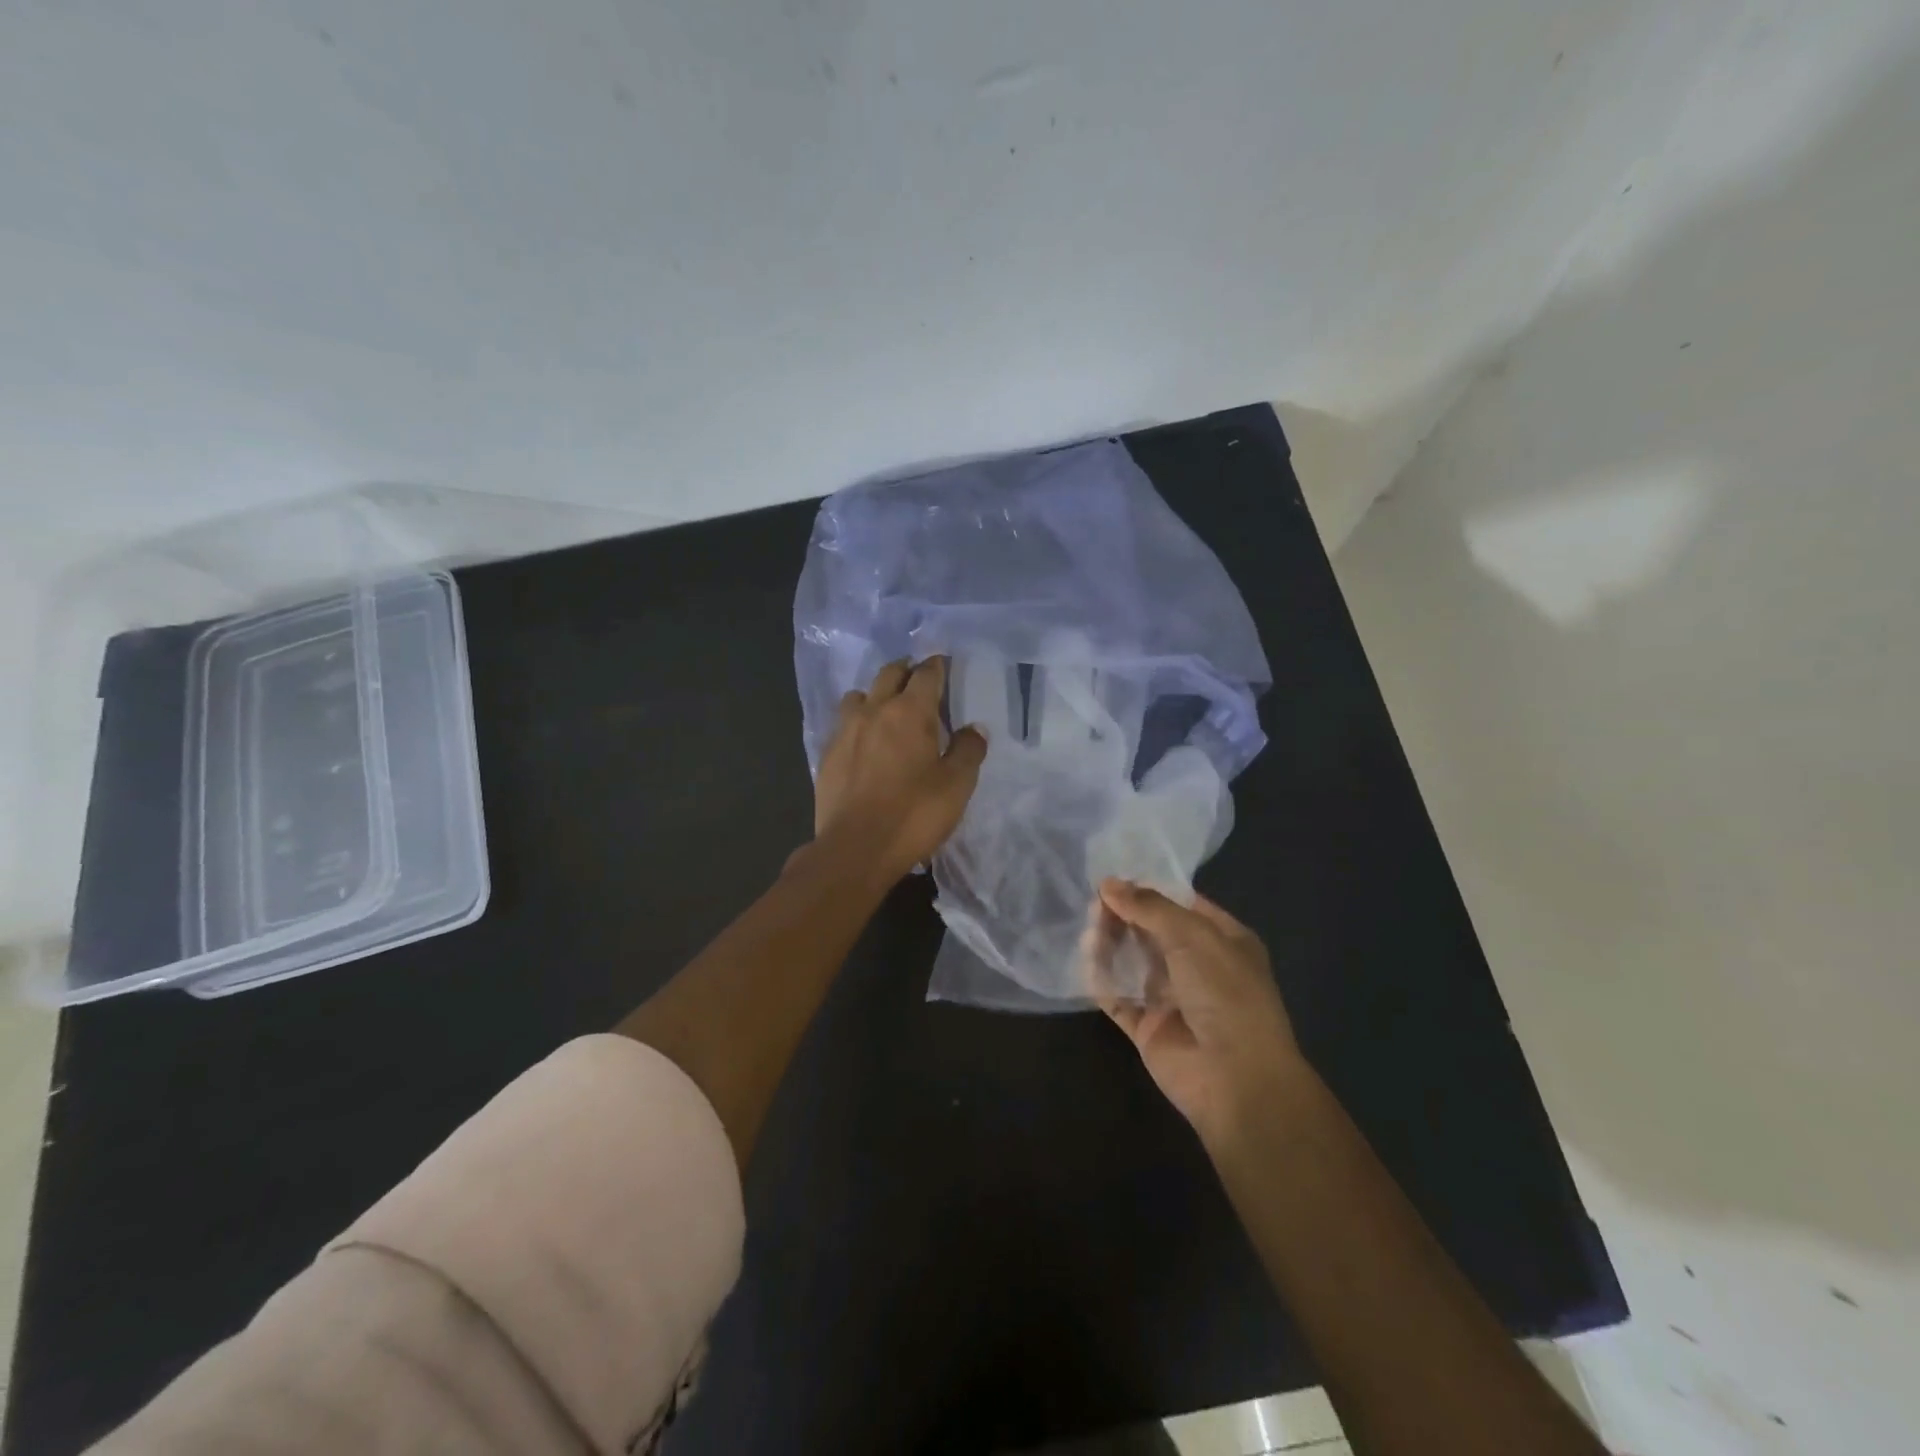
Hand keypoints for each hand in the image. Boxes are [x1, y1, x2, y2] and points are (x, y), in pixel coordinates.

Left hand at [814, 657, 987, 882]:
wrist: (856, 848)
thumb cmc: (914, 814)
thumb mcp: (957, 785)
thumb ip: (969, 750)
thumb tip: (974, 728)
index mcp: (910, 712)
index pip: (926, 673)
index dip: (937, 666)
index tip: (944, 666)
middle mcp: (874, 710)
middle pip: (890, 673)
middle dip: (907, 670)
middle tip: (919, 680)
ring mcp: (845, 731)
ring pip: (860, 695)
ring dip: (876, 694)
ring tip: (888, 710)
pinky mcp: (827, 754)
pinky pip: (843, 723)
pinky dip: (858, 722)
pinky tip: (865, 742)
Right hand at [1086, 879, 1302, 1147]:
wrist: (1236, 1078)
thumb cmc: (1225, 993)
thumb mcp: (1192, 936)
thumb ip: (1148, 907)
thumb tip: (1108, 883)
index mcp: (1223, 941)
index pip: (1182, 905)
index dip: (1150, 890)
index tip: (1114, 877)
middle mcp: (1198, 967)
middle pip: (1153, 931)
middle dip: (1125, 914)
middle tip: (1095, 902)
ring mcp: (1172, 998)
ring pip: (1133, 961)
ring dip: (1111, 942)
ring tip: (1090, 927)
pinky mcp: (1148, 1027)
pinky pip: (1118, 996)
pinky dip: (1101, 979)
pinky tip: (1086, 959)